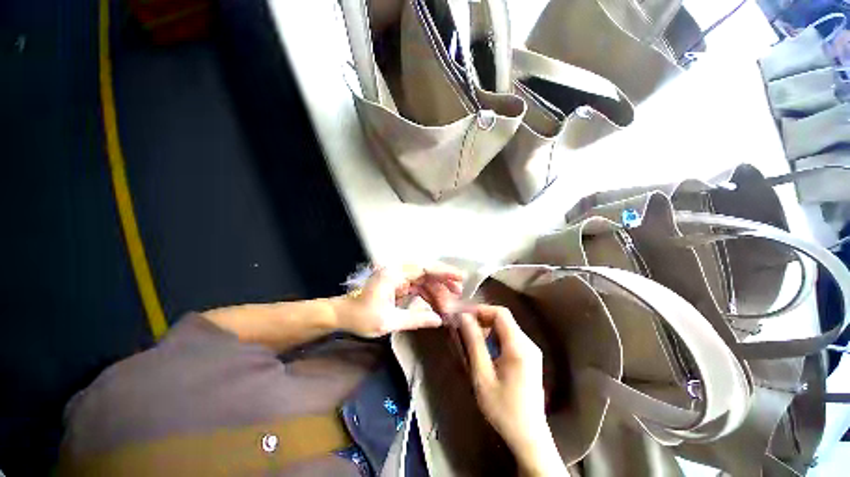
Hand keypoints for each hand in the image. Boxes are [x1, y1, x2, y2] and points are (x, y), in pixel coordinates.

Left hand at [333, 263, 464, 337]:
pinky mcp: (398, 284)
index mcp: (394, 274)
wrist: (343, 315)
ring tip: (449, 304)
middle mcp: (397, 271)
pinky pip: (417, 287)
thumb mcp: (389, 321)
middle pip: (426, 272)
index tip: (460, 278)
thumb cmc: (361, 317)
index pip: (424, 268)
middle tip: (458, 294)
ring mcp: (398, 277)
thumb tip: (439, 321)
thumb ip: (416, 319)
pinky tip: (436, 305)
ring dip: (436, 290)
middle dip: (443, 282)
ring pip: (423, 280)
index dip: (443, 272)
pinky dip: (427, 295)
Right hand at [459, 305, 565, 476]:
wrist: (529, 437)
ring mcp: (531, 351)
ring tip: (471, 339)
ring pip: (506, 328)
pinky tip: (485, 351)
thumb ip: (474, 343)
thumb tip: (464, 317)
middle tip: (463, 327)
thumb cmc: (503, 408)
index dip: (480, 309)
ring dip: (487, 329)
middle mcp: (528, 344)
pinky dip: (495, 338)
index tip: (463, 315)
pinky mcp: (530, 358)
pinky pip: (510, 339)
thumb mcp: (482, 375)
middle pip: (504, 319)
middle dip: (482, 319)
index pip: (500, 313)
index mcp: (519, 346)